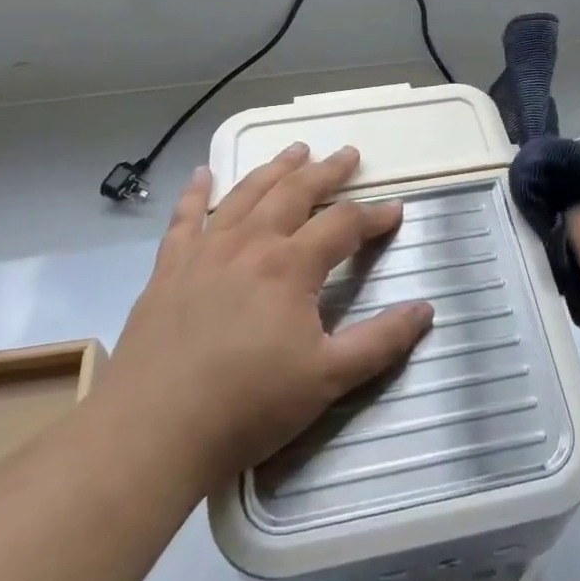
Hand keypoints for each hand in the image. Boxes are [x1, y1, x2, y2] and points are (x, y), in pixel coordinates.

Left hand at [105, 144, 434, 495]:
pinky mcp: (169, 267)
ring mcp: (205, 250)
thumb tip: (426, 308)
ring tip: (296, 150)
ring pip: (247, 194)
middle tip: (348, 154)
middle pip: (296, 192)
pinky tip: (203, 173)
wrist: (153, 430)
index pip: (343, 224)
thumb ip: (380, 341)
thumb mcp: (328, 379)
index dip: (373, 215)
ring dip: (275, 168)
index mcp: (291, 266)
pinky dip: (197, 191)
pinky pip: (186, 217)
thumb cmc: (248, 404)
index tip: (395, 210)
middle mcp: (251, 243)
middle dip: (327, 171)